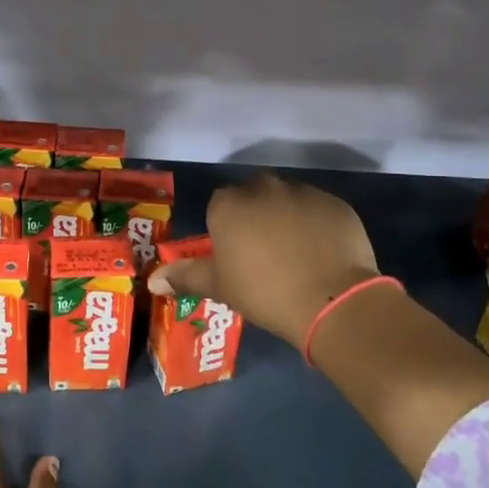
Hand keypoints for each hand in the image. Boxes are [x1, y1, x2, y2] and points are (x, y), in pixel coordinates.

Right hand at [150, 172, 380, 346]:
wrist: (331, 300)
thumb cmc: (263, 292)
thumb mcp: (219, 286)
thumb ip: (185, 276)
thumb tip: (153, 280)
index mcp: (229, 204)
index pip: (220, 206)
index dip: (226, 229)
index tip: (236, 255)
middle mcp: (264, 187)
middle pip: (253, 196)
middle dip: (256, 217)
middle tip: (263, 254)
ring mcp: (304, 192)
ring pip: (287, 200)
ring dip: (287, 218)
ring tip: (296, 255)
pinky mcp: (336, 204)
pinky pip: (318, 210)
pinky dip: (316, 225)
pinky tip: (321, 253)